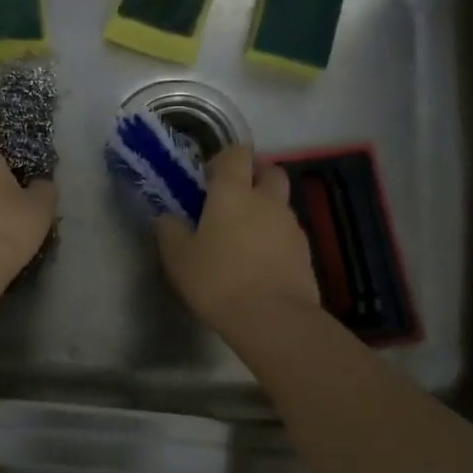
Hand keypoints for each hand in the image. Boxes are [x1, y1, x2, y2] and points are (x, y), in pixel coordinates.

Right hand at [155, 146, 321, 336]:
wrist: (272, 318)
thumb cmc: (218, 280)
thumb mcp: (178, 257)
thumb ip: (170, 230)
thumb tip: (168, 216)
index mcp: (233, 193)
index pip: (236, 154)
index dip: (223, 159)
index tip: (207, 179)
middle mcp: (267, 200)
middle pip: (269, 171)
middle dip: (253, 176)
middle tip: (232, 199)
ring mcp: (290, 225)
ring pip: (280, 203)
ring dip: (264, 209)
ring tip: (243, 237)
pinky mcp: (305, 251)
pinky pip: (287, 232)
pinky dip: (274, 237)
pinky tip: (259, 262)